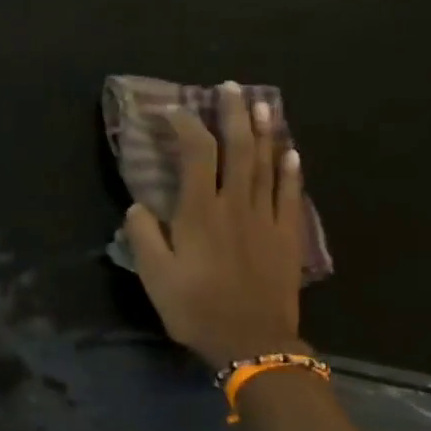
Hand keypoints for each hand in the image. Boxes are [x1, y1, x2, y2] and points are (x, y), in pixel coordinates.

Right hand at [125, 82, 309, 368]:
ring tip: (262, 103)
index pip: (196, 153)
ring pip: (267, 163)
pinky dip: (291, 168)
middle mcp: (236, 204)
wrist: (252, 342)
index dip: (185, 125)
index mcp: (200, 212)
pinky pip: (290, 193)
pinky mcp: (286, 235)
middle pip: (239, 147)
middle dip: (234, 113)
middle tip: (230, 87)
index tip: (173, 110)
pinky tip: (291, 150)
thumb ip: (144, 236)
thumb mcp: (155, 277)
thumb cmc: (197, 309)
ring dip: (264, 130)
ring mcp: (266, 218)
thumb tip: (138, 205)